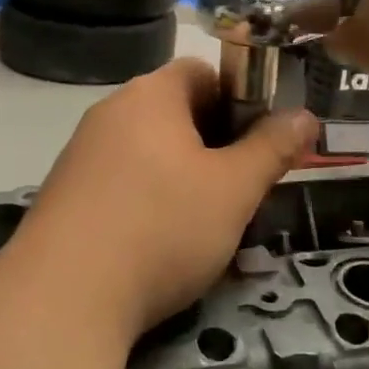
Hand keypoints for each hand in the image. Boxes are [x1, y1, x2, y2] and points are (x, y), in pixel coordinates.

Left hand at [13, 59, 318, 337]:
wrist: (63, 297)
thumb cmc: (161, 228)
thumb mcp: (233, 190)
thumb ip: (272, 148)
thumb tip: (304, 115)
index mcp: (150, 95)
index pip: (203, 71)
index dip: (240, 99)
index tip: (261, 143)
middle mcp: (110, 112)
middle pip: (175, 111)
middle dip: (215, 144)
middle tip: (242, 188)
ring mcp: (81, 153)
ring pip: (149, 151)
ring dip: (183, 176)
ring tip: (206, 223)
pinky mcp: (65, 193)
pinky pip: (120, 181)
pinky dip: (147, 199)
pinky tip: (158, 244)